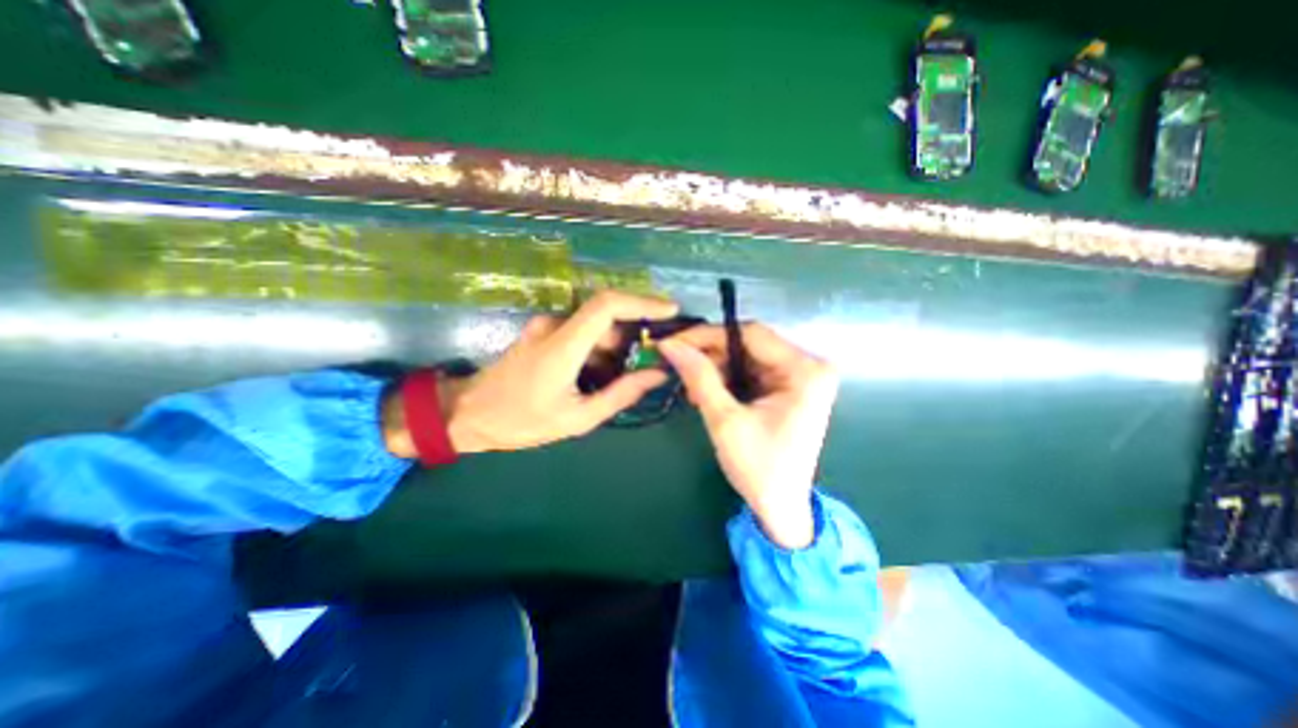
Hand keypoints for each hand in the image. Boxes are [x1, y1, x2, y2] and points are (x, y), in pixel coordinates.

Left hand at [385, 286, 678, 453]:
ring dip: (614, 350)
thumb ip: (621, 394)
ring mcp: (546, 327)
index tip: (670, 310)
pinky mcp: (543, 332)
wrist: (468, 414)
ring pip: (595, 329)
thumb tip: (657, 374)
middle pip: (607, 319)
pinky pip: (581, 334)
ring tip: (616, 382)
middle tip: (646, 367)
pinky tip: (595, 378)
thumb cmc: (522, 421)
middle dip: (632, 339)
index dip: (642, 301)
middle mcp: (555, 326)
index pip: (607, 305)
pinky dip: (598, 352)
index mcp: (562, 346)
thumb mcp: (578, 418)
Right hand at [660, 322, 841, 545]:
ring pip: (746, 357)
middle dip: (710, 355)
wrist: (780, 507)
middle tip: (679, 367)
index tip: (674, 341)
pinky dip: (726, 379)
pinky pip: (751, 371)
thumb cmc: (758, 469)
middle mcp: (808, 366)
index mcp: (805, 371)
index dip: (708, 335)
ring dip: (716, 369)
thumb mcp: (725, 421)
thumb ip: (699, 377)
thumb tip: (671, 345)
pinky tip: (708, 393)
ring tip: (692, 390)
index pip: (751, 334)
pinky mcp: (788, 387)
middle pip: (749, 344)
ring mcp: (800, 377)